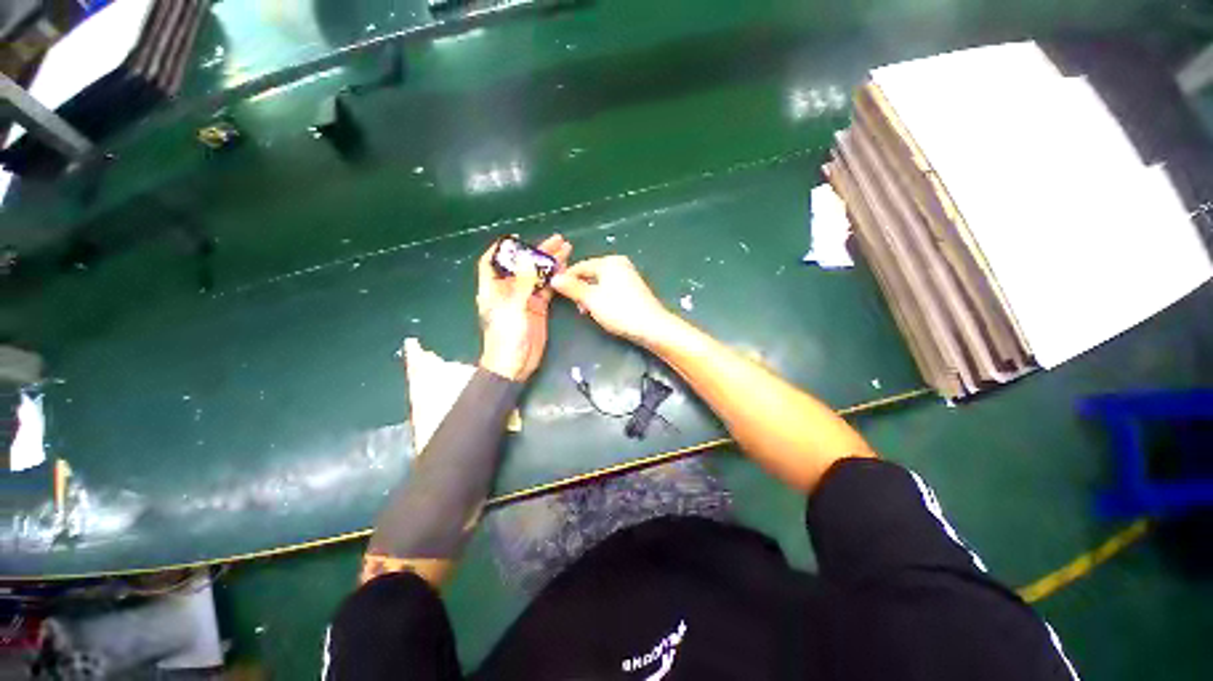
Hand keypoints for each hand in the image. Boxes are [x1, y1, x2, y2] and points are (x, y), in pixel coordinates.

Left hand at [476, 234, 571, 380]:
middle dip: (537, 252)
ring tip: (566, 250)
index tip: (519, 238)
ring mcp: (524, 299)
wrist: (515, 363)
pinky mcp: (538, 308)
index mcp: (494, 288)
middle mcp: (508, 290)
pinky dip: (555, 280)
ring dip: (550, 264)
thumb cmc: (507, 335)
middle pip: (522, 265)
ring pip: (537, 276)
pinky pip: (546, 289)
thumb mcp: (513, 307)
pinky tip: (565, 270)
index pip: (492, 261)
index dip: (503, 248)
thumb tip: (526, 258)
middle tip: (557, 240)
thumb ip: (521, 283)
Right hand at [551, 255, 673, 344]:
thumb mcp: (591, 300)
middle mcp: (619, 264)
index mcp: (609, 262)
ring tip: (587, 311)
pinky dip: (602, 297)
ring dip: (590, 295)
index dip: (566, 278)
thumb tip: (554, 278)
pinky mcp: (633, 288)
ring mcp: (628, 275)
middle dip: (580, 288)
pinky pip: (611, 288)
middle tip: (576, 306)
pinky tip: (601, 310)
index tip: (556, 292)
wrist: (652, 326)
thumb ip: (572, 288)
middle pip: (591, 273)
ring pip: (600, 282)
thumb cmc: (620, 311)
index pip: (580, 266)